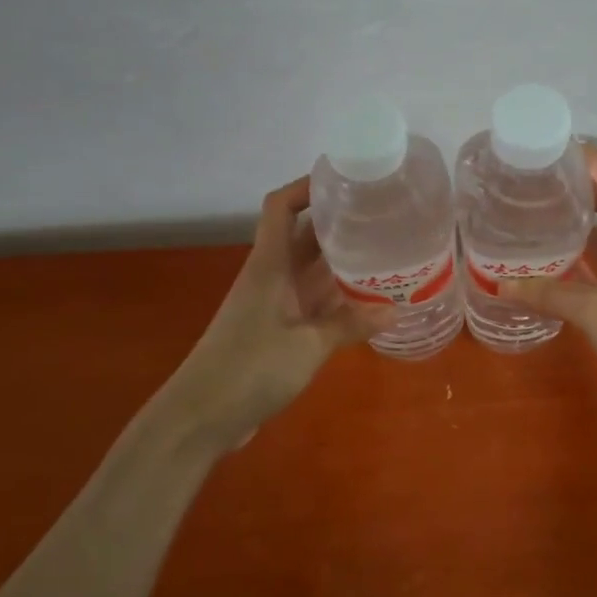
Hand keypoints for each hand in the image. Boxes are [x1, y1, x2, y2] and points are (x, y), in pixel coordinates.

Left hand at [172, 176, 394, 450]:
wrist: (200, 417)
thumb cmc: (248, 369)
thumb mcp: (307, 346)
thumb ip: (350, 325)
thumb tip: (396, 309)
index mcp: (270, 266)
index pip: (282, 207)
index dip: (307, 185)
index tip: (345, 178)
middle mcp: (273, 277)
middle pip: (306, 236)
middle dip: (341, 222)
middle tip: (386, 216)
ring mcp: (276, 305)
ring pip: (314, 270)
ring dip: (345, 261)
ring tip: (389, 251)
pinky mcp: (280, 331)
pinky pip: (316, 302)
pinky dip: (341, 298)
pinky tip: (372, 302)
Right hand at [498, 148, 596, 422]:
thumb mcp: (593, 312)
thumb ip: (548, 294)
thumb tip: (500, 285)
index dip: (588, 159)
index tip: (551, 150)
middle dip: (579, 188)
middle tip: (536, 184)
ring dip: (583, 224)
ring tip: (542, 216)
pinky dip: (588, 257)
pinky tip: (561, 265)